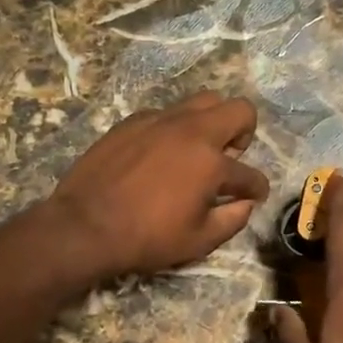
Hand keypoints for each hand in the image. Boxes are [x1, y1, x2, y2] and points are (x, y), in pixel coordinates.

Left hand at [48, 92, 269, 281]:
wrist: (85, 224)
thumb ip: (232, 220)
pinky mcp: (133, 121)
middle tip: (229, 158)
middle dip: (244, 133)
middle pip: (238, 109)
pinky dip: (173, 129)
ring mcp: (160, 121)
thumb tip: (245, 204)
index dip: (257, 188)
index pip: (250, 174)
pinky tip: (159, 155)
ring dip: (210, 123)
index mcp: (212, 164)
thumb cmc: (146, 238)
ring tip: (196, 151)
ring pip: (202, 101)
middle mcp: (191, 132)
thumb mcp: (198, 241)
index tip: (253, 195)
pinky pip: (166, 114)